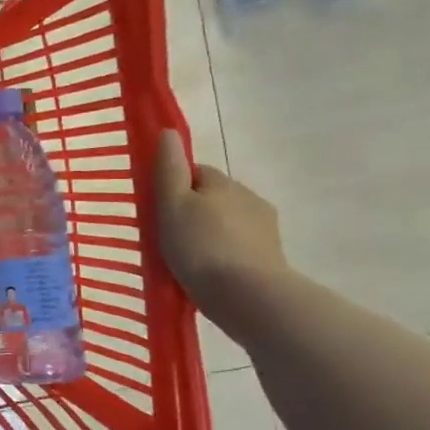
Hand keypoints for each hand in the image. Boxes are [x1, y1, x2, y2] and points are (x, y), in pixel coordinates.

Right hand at [153, 130, 288, 328]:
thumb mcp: (172, 204)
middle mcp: (249, 198)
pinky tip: (209, 276)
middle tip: (168, 237)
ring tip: (188, 261)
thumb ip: (169, 169)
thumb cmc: (201, 247)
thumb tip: (169, 132)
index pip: (196, 172)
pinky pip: (240, 249)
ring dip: (210, 235)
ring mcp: (265, 230)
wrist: (249, 297)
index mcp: (223, 183)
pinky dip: (224, 256)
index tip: (158, 209)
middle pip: (213, 198)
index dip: (175, 186)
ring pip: (228, 224)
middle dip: (194, 212)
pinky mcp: (271, 259)